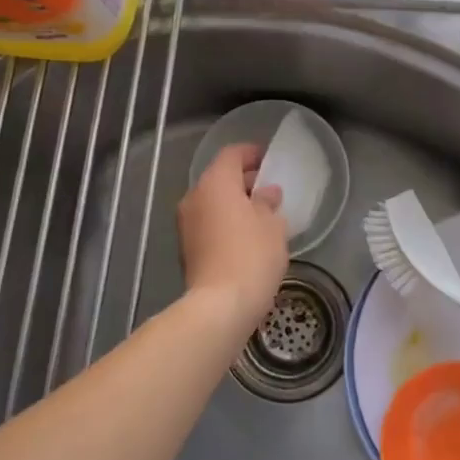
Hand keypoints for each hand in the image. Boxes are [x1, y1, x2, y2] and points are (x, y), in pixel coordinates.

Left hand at [177, 143, 288, 328]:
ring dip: (233, 204)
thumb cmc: (251, 255)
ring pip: (212, 202)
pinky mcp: (186, 248)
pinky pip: (208, 224)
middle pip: (219, 178)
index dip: (251, 153)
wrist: (219, 306)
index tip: (269, 160)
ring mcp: (186, 224)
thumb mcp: (273, 225)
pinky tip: (245, 238)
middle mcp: (194, 197)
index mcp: (215, 182)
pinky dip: (224, 223)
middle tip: (269, 190)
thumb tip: (266, 193)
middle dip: (244, 180)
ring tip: (260, 216)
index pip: (232, 154)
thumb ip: (268, 203)